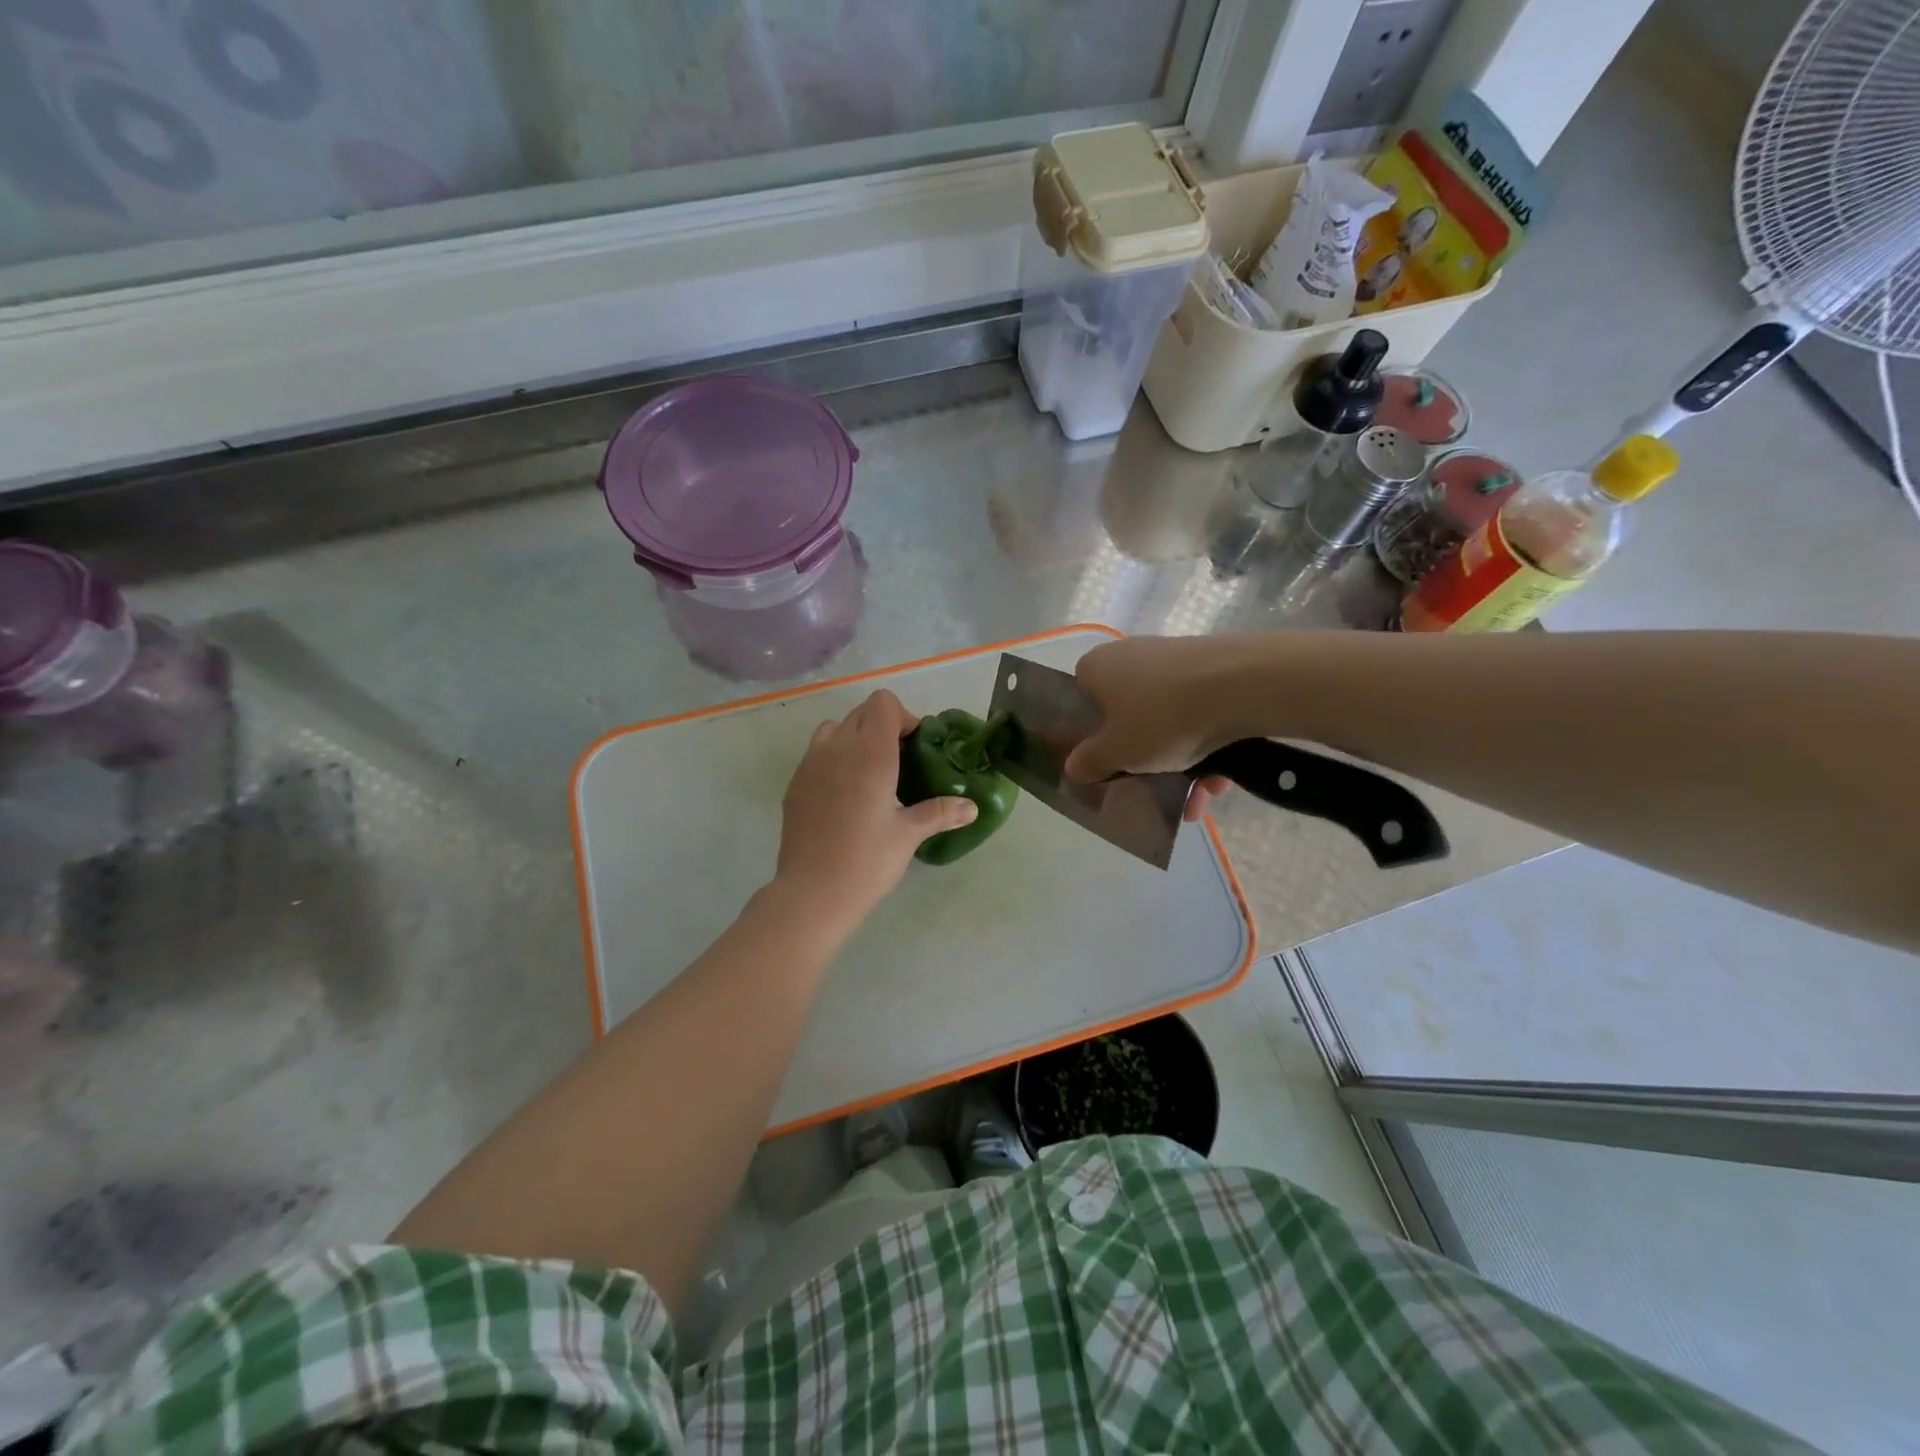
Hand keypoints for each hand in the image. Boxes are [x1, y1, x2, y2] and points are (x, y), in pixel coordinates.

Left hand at [775, 690, 976, 923]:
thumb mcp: (909, 835)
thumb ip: (940, 812)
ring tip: (869, 776)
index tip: (913, 749)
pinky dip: (834, 760)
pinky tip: (845, 798)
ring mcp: (810, 764)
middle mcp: (837, 747)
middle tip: (899, 764)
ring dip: (854, 740)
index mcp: (869, 752)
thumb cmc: (867, 860)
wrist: (812, 893)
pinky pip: (817, 754)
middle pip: (861, 713)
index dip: (903, 718)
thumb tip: (972, 807)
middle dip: (882, 728)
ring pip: (834, 729)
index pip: (883, 703)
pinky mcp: (795, 783)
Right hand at [1064, 637, 1239, 822]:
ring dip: (1180, 763)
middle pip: (1128, 714)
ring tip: (1196, 802)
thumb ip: (1089, 762)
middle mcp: (1131, 655)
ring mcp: (1174, 659)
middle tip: (1151, 788)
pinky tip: (1220, 783)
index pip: (1081, 698)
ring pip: (1168, 720)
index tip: (1104, 760)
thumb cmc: (1161, 718)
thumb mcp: (1116, 753)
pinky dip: (1206, 748)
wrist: (1241, 687)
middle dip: (1142, 757)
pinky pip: (1199, 714)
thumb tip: (1074, 766)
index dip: (1090, 732)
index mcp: (1097, 667)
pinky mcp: (1211, 669)